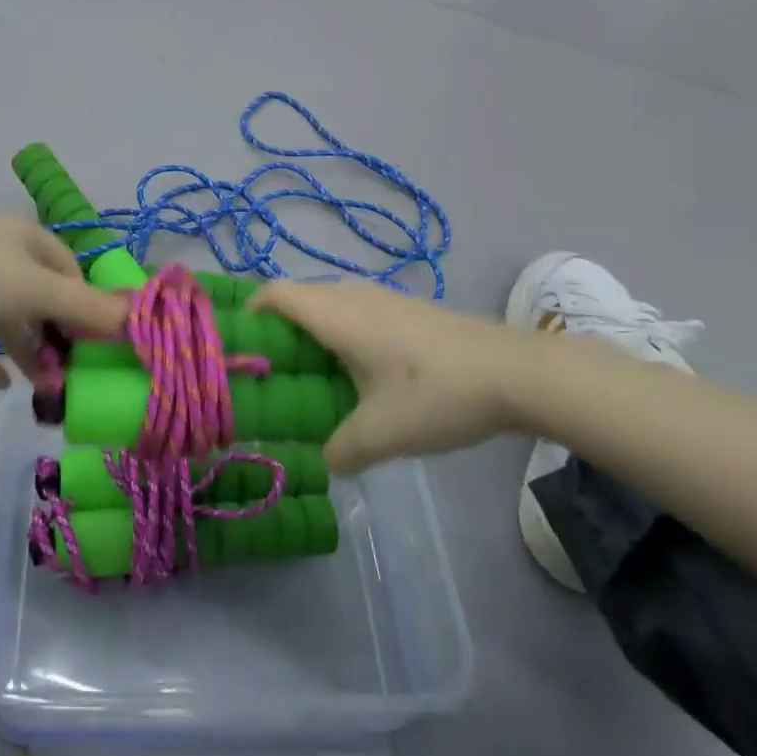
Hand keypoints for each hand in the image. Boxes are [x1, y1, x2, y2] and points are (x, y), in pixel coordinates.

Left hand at [0, 217, 126, 388]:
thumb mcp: (37, 290)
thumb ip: (86, 306)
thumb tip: (138, 316)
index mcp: (26, 239)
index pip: (70, 270)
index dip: (86, 305)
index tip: (97, 344)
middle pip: (39, 294)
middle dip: (56, 334)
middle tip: (70, 373)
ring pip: (6, 315)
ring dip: (24, 348)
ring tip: (42, 388)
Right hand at [250, 281, 563, 474]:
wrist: (516, 372)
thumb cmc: (437, 394)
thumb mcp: (383, 434)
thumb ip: (342, 450)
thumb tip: (324, 462)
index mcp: (336, 314)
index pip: (275, 294)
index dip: (250, 312)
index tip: (239, 345)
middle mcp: (353, 296)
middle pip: (299, 297)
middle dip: (278, 328)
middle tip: (271, 371)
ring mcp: (384, 298)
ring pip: (330, 304)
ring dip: (313, 331)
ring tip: (312, 375)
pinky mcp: (408, 309)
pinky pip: (356, 311)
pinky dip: (342, 333)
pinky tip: (361, 372)